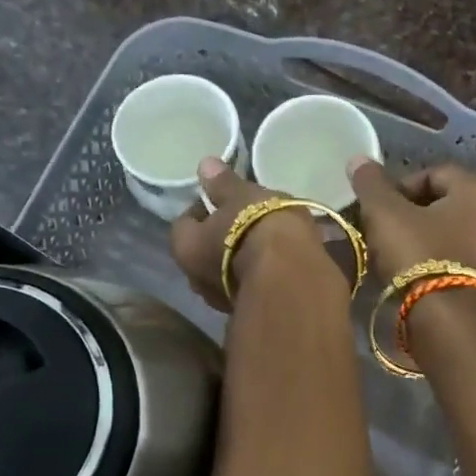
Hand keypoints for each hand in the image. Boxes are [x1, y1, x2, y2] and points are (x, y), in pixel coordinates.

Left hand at [169, 158, 324, 312]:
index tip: (225, 200)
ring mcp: (222, 300)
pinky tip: (279, 261)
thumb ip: (222, 183)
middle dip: (221, 238)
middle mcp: (196, 278)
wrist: (291, 275)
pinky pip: (250, 285)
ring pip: (227, 271)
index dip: (204, 208)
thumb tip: (205, 165)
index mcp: (184, 247)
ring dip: (241, 258)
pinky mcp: (250, 309)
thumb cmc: (258, 227)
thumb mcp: (241, 195)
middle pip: (204, 250)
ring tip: (267, 241)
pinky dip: (259, 273)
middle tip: (246, 220)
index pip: (186, 221)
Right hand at [347, 158, 475, 285]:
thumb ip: (372, 184)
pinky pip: (460, 259)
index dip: (398, 188)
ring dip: (423, 239)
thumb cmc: (419, 256)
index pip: (432, 173)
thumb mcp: (386, 215)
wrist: (449, 321)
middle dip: (410, 215)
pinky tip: (416, 276)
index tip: (377, 211)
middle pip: (444, 204)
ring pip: (452, 233)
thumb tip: (358, 159)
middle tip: (383, 233)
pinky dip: (438, 261)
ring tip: (395, 257)